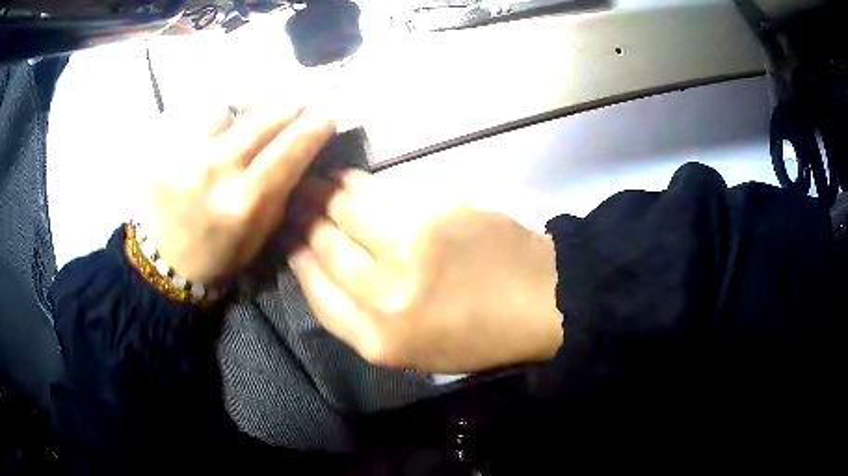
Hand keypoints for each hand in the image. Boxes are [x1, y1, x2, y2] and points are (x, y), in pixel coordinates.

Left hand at [141, 100, 335, 283]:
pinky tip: (213, 129)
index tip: (331, 109)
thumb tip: (300, 149)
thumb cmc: (216, 256)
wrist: (161, 264)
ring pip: (226, 109)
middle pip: (263, 116)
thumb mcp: (259, 235)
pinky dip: (210, 119)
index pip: (290, 149)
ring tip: (248, 114)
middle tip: (303, 96)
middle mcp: (214, 172)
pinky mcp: (162, 148)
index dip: (315, 125)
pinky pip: (195, 118)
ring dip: (245, 108)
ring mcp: (184, 155)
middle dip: (291, 102)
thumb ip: (279, 191)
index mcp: (244, 203)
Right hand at [288, 170, 562, 372]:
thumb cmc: (476, 336)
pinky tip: (346, 179)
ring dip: (323, 194)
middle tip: (291, 200)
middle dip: (302, 220)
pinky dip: (357, 185)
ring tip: (311, 182)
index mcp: (377, 340)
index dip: (296, 259)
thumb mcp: (412, 352)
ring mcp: (409, 247)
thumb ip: (361, 319)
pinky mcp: (434, 211)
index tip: (288, 238)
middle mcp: (383, 295)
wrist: (539, 302)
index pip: (315, 291)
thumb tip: (322, 270)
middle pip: (323, 246)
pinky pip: (380, 194)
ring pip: (346, 212)